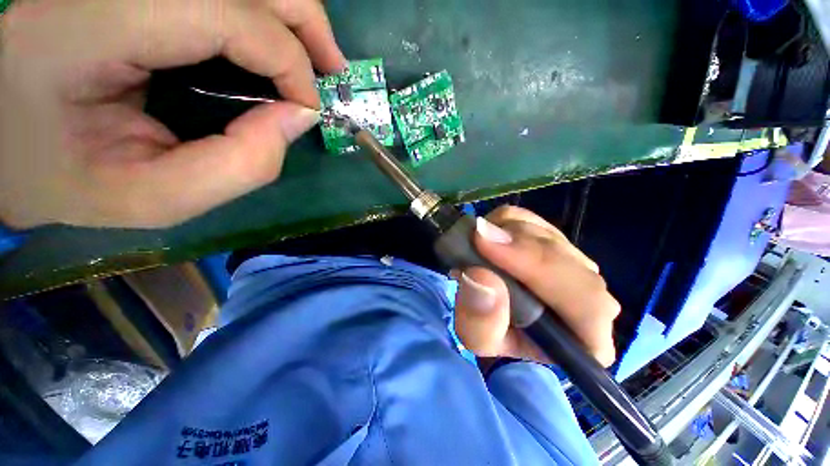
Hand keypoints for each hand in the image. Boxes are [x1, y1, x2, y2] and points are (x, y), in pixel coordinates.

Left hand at [0, 0, 345, 227]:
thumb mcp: (153, 197)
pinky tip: (274, 51)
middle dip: (308, 26)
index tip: (309, 112)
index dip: (289, 64)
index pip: (228, 15)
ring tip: (313, 65)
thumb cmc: (67, 176)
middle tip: (332, 73)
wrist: (12, 136)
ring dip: (293, 19)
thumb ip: (240, 165)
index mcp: (101, 25)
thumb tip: (298, 118)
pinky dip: (265, 19)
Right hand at [454, 206, 619, 366]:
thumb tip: (480, 275)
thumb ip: (482, 320)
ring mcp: (572, 260)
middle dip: (513, 245)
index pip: (588, 301)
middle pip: (562, 257)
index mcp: (586, 336)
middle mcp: (590, 294)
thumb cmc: (493, 332)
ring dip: (504, 233)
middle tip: (475, 239)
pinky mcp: (551, 239)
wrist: (496, 315)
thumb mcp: (479, 339)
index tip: (486, 246)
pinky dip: (502, 221)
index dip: (539, 267)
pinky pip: (528, 218)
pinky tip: (487, 238)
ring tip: (476, 248)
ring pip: (542, 232)